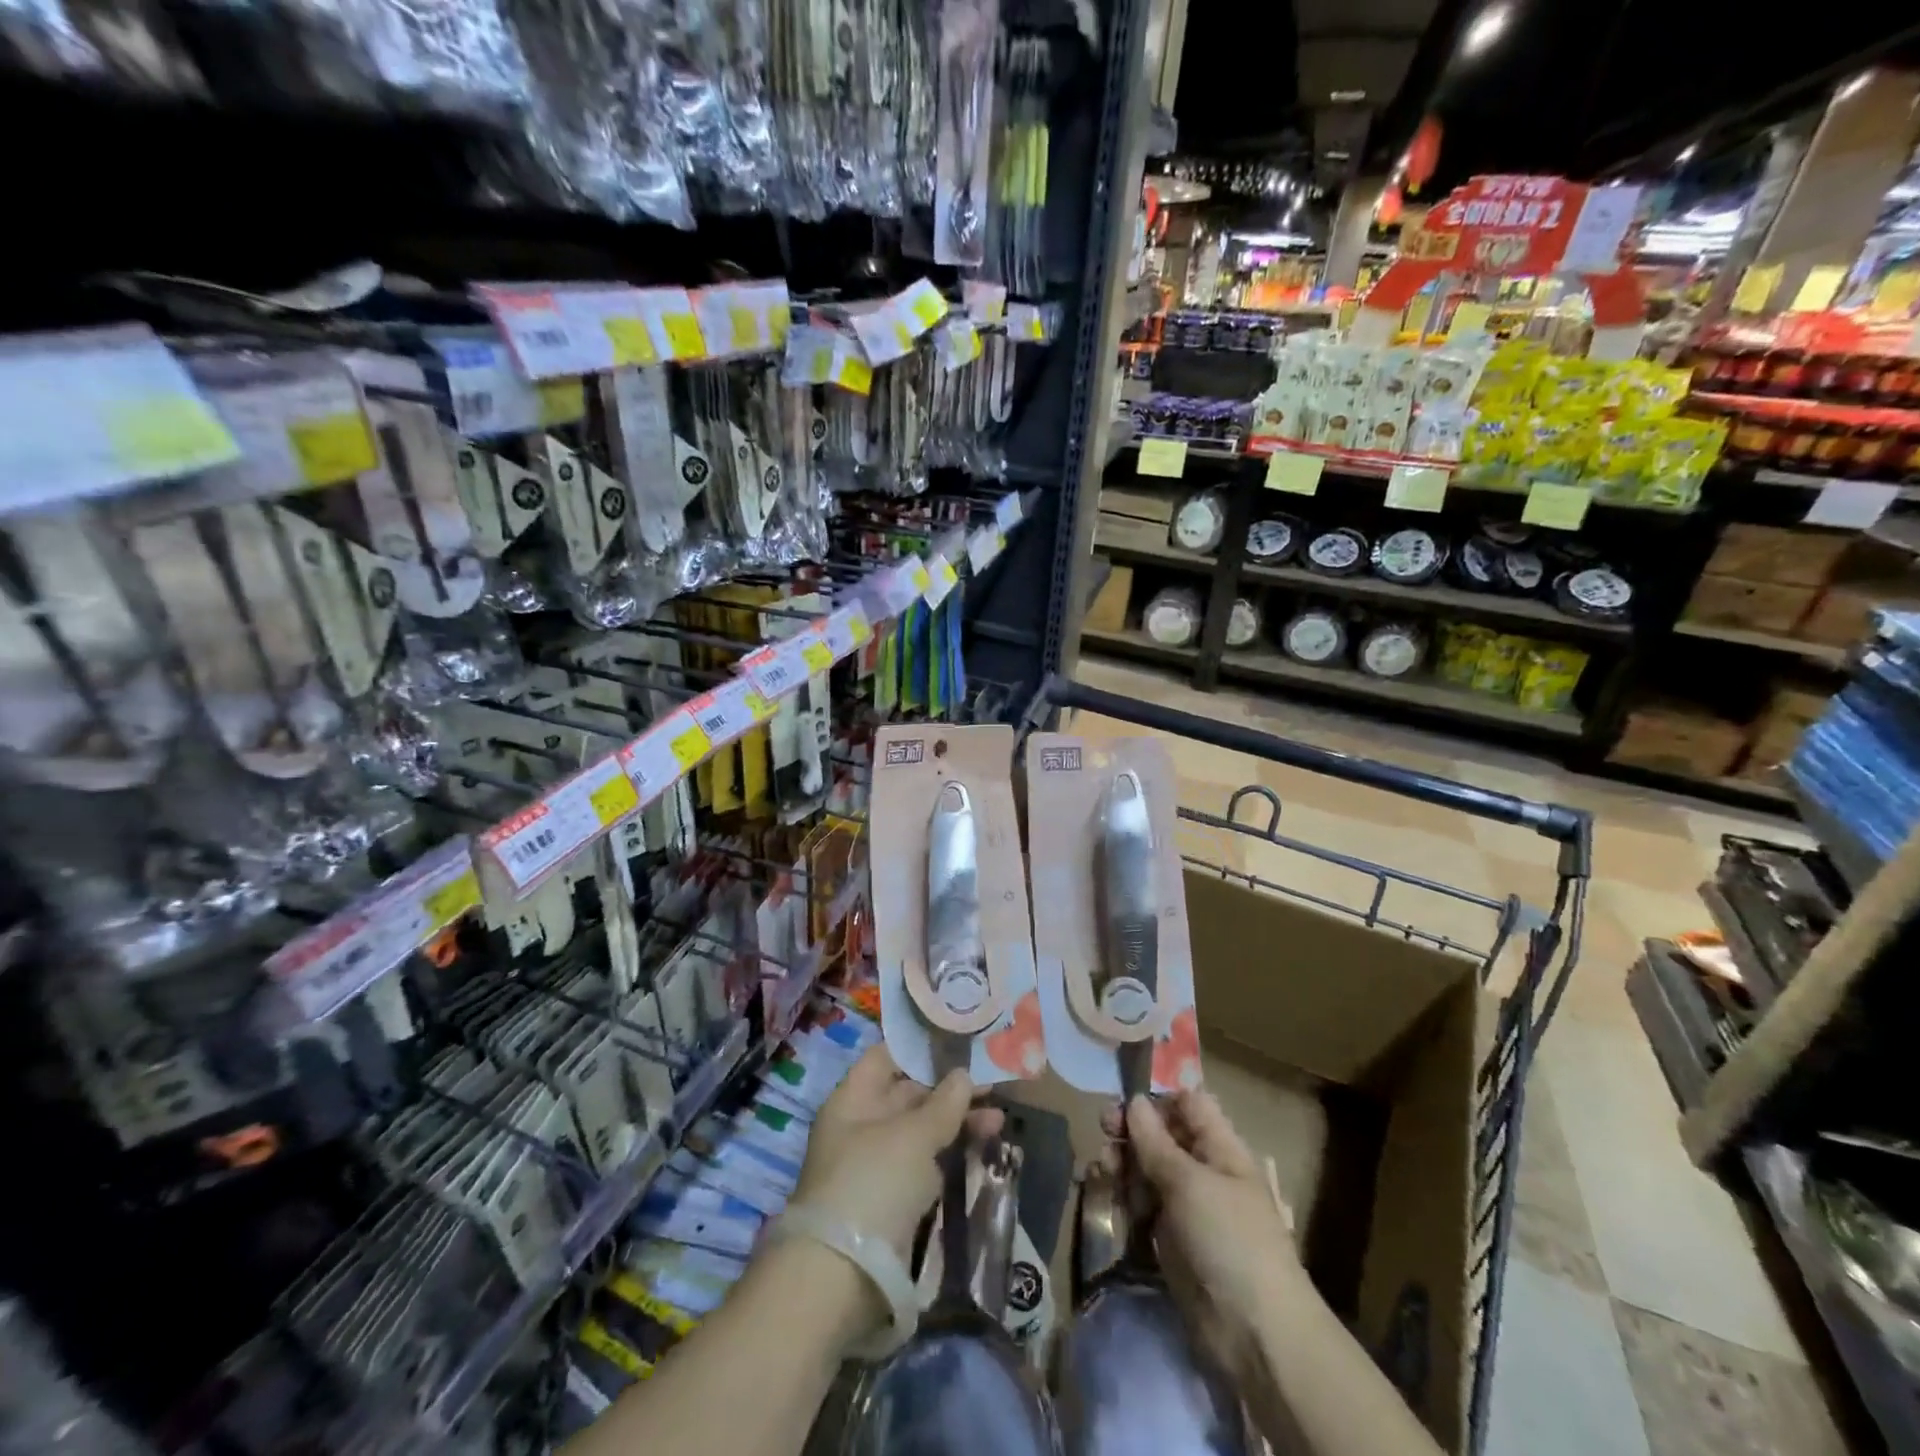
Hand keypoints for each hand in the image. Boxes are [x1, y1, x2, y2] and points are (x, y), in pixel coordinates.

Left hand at [792, 1043, 1004, 1261]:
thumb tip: (963, 1074)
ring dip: (958, 1122)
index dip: (921, 1048)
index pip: (887, 1057)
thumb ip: (943, 1104)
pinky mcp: (893, 1200)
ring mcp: (877, 1164)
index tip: (959, 1042)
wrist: (841, 1277)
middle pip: (909, 1093)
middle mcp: (862, 1125)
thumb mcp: (913, 1136)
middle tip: (993, 1083)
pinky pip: (926, 1164)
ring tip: (999, 1119)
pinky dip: (951, 1154)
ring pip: (921, 1131)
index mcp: (853, 1099)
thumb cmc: (873, 1183)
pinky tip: (982, 1148)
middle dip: (950, 1088)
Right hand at [1103, 1091, 1305, 1382]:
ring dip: (1124, 1161)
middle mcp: (1203, 1171)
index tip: (1126, 1103)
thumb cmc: (1229, 1239)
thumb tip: (1135, 1101)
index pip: (1189, 1105)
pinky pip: (1143, 1203)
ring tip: (1104, 1168)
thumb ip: (1156, 1142)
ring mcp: (1187, 1206)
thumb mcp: (1189, 1183)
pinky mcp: (1170, 1237)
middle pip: (1162, 1135)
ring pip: (1148, 1168)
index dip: (1159, 1100)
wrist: (1254, 1333)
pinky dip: (1124, 1194)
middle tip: (1104, 1130)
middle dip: (1132, 1130)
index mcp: (1221, 1149)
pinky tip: (1106, 1192)